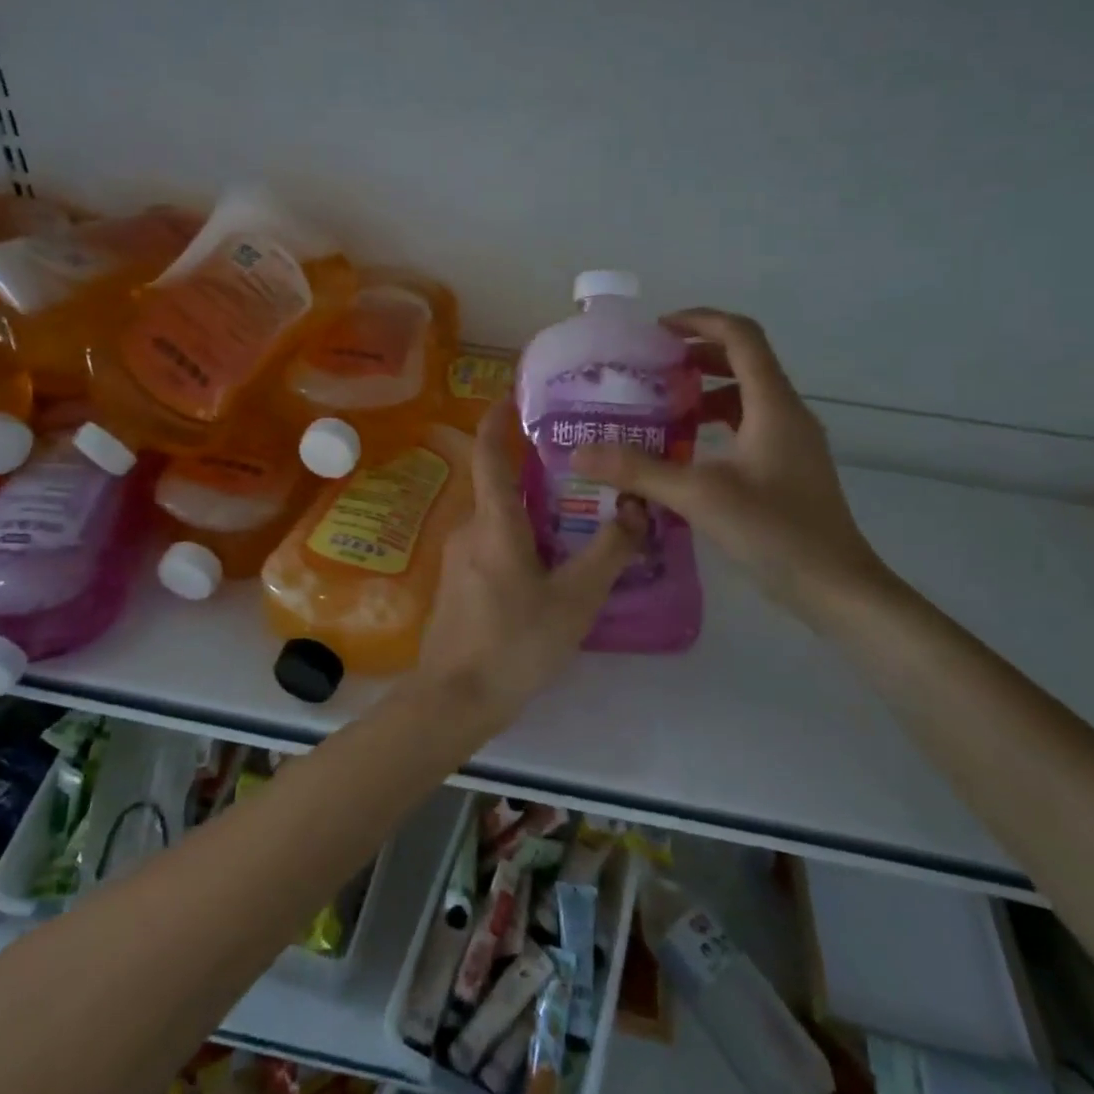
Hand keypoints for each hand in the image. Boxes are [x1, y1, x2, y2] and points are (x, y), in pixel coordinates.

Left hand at [418, 399, 646, 725]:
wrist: (455, 699)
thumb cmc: (516, 643)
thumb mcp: (575, 599)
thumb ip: (609, 551)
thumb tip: (637, 508)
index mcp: (494, 522)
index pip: (489, 453)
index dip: (499, 419)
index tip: (515, 394)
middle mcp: (469, 528)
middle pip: (499, 483)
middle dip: (531, 466)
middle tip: (576, 460)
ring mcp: (458, 556)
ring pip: (497, 516)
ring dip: (529, 505)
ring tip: (573, 508)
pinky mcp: (458, 581)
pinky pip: (491, 541)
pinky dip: (518, 534)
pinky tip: (548, 557)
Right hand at [571, 308, 890, 629]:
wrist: (836, 588)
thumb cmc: (774, 531)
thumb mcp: (699, 496)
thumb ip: (639, 470)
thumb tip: (581, 452)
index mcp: (773, 404)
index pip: (741, 336)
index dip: (700, 321)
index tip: (657, 330)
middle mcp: (788, 413)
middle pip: (745, 361)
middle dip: (697, 355)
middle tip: (651, 368)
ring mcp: (792, 442)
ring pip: (747, 395)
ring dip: (706, 390)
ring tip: (662, 406)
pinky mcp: (789, 468)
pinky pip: (750, 425)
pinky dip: (717, 423)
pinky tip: (688, 450)